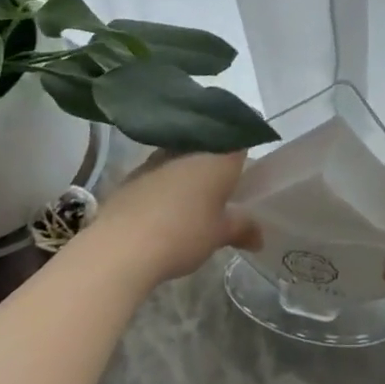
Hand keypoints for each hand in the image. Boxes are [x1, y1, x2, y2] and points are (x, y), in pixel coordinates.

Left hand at [83, 149, 260, 289]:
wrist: (123, 244)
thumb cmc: (183, 233)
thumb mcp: (218, 235)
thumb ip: (242, 228)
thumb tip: (260, 236)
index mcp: (219, 156)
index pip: (240, 139)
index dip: (245, 150)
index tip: (245, 168)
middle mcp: (191, 147)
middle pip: (211, 144)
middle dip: (216, 160)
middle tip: (223, 185)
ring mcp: (160, 156)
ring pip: (183, 154)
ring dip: (189, 169)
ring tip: (194, 196)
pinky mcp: (136, 171)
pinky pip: (160, 168)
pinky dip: (167, 180)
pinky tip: (165, 204)